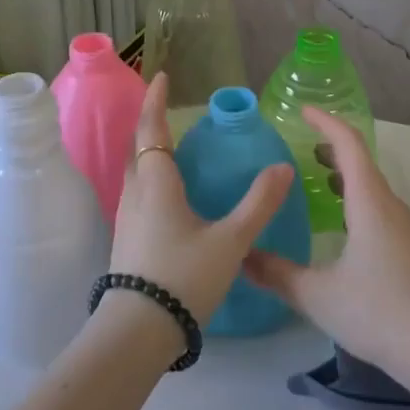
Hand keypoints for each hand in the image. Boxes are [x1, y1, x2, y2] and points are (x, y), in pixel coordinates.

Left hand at [111, 73, 293, 326]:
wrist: (138, 332)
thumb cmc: (184, 276)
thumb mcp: (231, 240)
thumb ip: (259, 203)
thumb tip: (283, 168)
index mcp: (156, 182)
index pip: (152, 129)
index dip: (155, 101)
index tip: (161, 76)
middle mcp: (136, 193)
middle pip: (138, 147)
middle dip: (151, 123)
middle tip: (169, 109)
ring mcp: (127, 217)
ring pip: (135, 171)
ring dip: (149, 151)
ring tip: (173, 147)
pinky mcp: (127, 239)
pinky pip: (138, 192)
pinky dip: (151, 177)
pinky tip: (170, 194)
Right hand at [242, 107, 409, 385]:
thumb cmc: (377, 311)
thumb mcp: (317, 294)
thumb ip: (277, 273)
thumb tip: (242, 256)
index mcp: (369, 202)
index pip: (348, 144)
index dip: (325, 122)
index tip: (302, 111)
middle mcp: (389, 205)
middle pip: (361, 161)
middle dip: (331, 146)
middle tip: (299, 146)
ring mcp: (403, 226)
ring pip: (370, 185)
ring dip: (344, 173)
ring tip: (314, 177)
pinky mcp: (408, 247)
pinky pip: (377, 205)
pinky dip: (354, 196)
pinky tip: (339, 221)